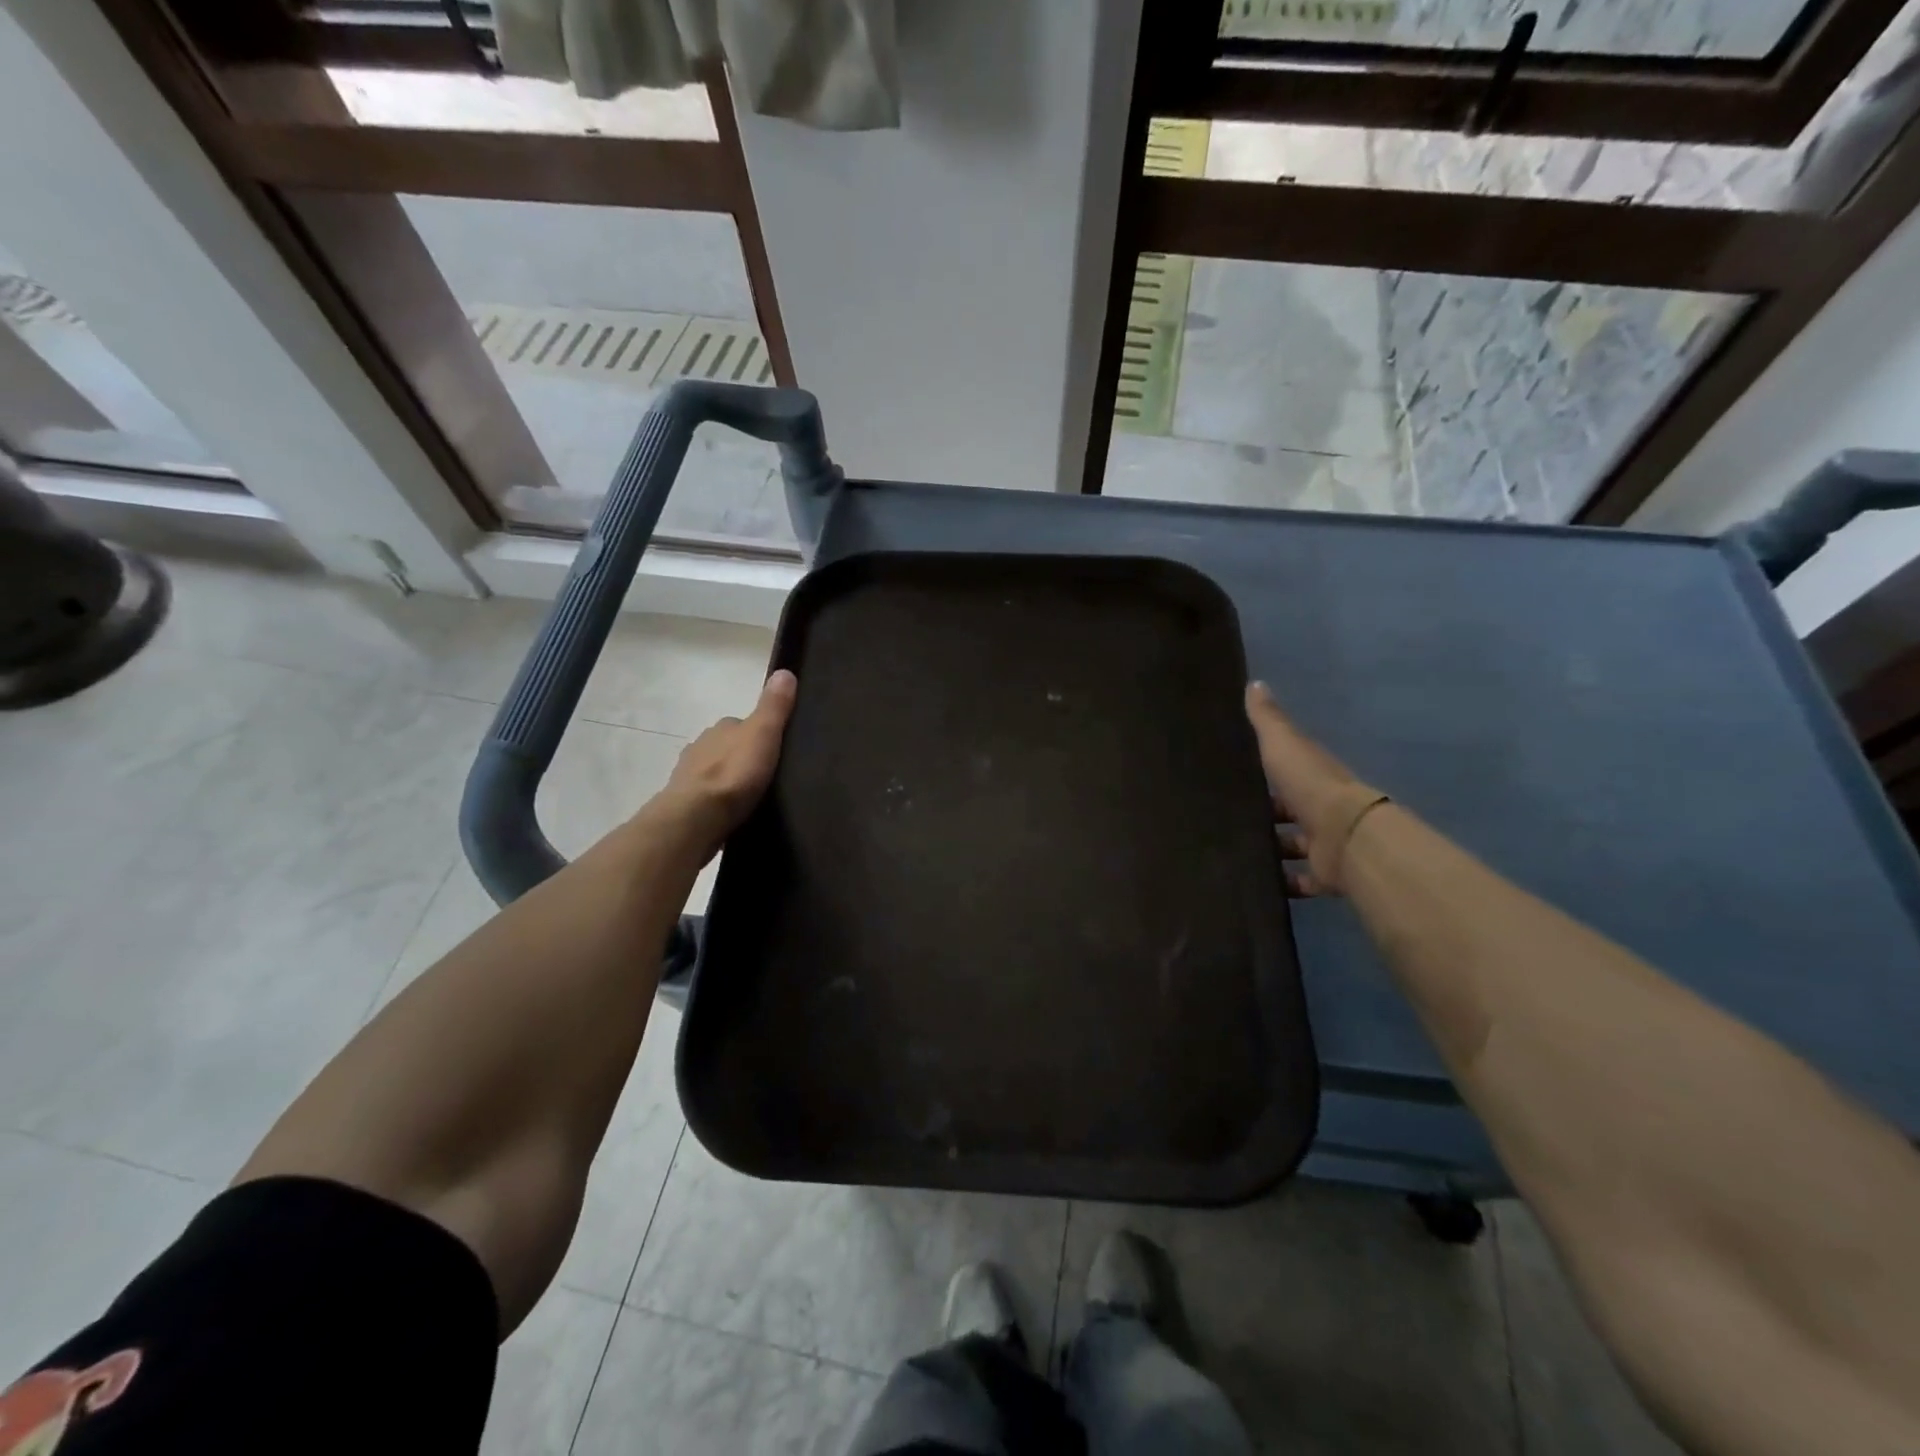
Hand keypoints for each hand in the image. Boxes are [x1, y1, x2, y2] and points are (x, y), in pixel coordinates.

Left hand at [655, 670, 797, 854]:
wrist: (696, 817)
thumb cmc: (733, 773)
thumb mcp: (763, 734)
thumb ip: (774, 707)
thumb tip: (784, 671)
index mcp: (721, 728)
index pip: (742, 724)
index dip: (759, 733)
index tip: (776, 748)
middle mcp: (701, 745)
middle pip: (727, 747)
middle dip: (742, 757)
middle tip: (766, 775)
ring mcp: (690, 774)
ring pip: (715, 771)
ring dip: (728, 779)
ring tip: (750, 795)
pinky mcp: (686, 802)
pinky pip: (707, 795)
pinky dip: (718, 799)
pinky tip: (730, 811)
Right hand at [1245, 681, 1383, 895]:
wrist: (1347, 837)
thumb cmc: (1311, 786)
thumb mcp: (1283, 745)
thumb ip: (1268, 719)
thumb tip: (1255, 683)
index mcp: (1311, 776)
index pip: (1286, 771)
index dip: (1264, 772)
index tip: (1233, 775)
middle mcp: (1319, 809)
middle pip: (1288, 811)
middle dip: (1264, 814)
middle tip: (1224, 819)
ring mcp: (1323, 844)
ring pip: (1291, 846)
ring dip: (1270, 849)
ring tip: (1232, 851)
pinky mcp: (1324, 874)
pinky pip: (1300, 881)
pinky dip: (1283, 883)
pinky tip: (1254, 882)